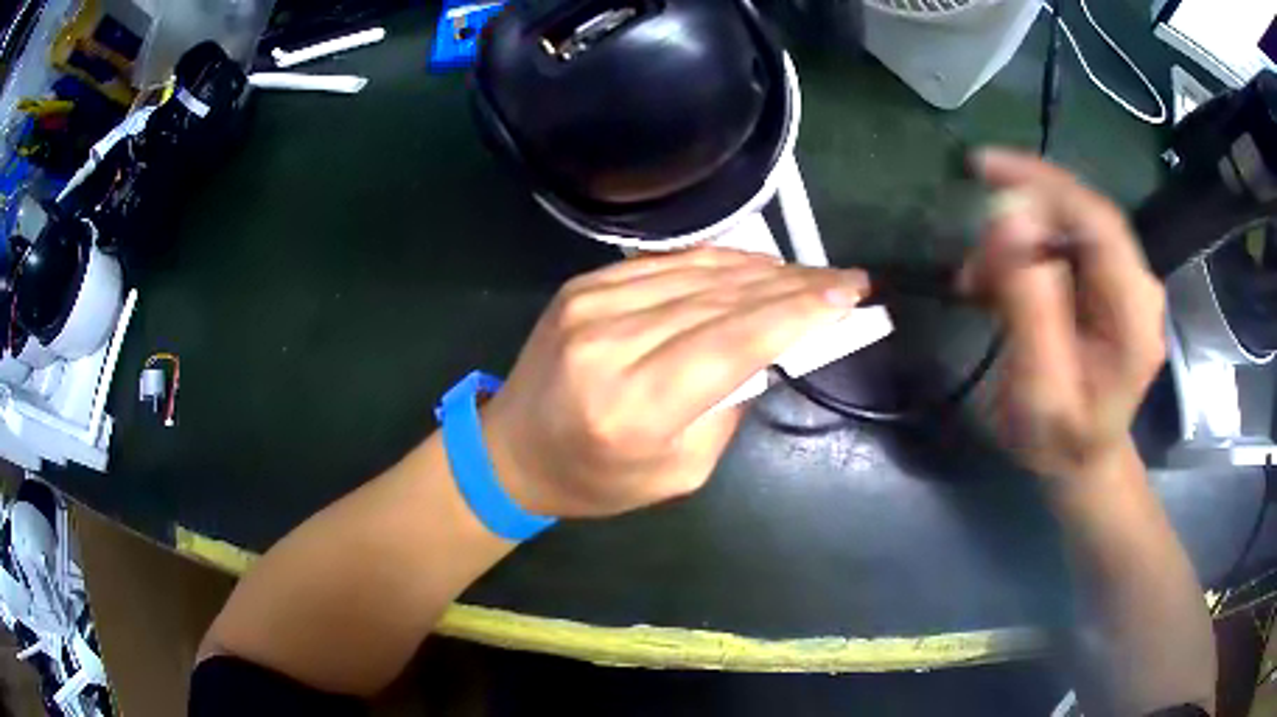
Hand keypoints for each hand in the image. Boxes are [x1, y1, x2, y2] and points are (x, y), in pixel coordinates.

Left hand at [482, 247, 868, 517]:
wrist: (512, 450)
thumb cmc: (597, 478)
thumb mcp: (677, 474)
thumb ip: (725, 410)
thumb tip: (763, 350)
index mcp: (634, 407)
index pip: (734, 341)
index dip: (797, 311)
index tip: (848, 293)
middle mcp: (610, 343)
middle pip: (722, 299)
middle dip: (794, 285)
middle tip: (844, 279)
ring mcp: (590, 304)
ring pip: (698, 273)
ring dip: (763, 269)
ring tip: (808, 273)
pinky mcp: (583, 285)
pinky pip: (666, 264)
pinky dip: (717, 262)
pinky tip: (754, 265)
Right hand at [959, 149, 1165, 486]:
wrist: (1083, 462)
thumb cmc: (1061, 442)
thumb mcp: (1039, 390)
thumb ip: (1029, 307)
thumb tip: (1007, 219)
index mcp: (1135, 315)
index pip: (1097, 221)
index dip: (1043, 184)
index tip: (982, 167)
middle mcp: (1137, 285)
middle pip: (1079, 217)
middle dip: (1019, 219)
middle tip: (972, 258)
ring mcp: (1123, 282)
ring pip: (1065, 227)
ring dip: (1015, 242)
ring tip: (976, 282)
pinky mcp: (1105, 283)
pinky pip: (1061, 245)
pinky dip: (1022, 253)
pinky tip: (995, 281)